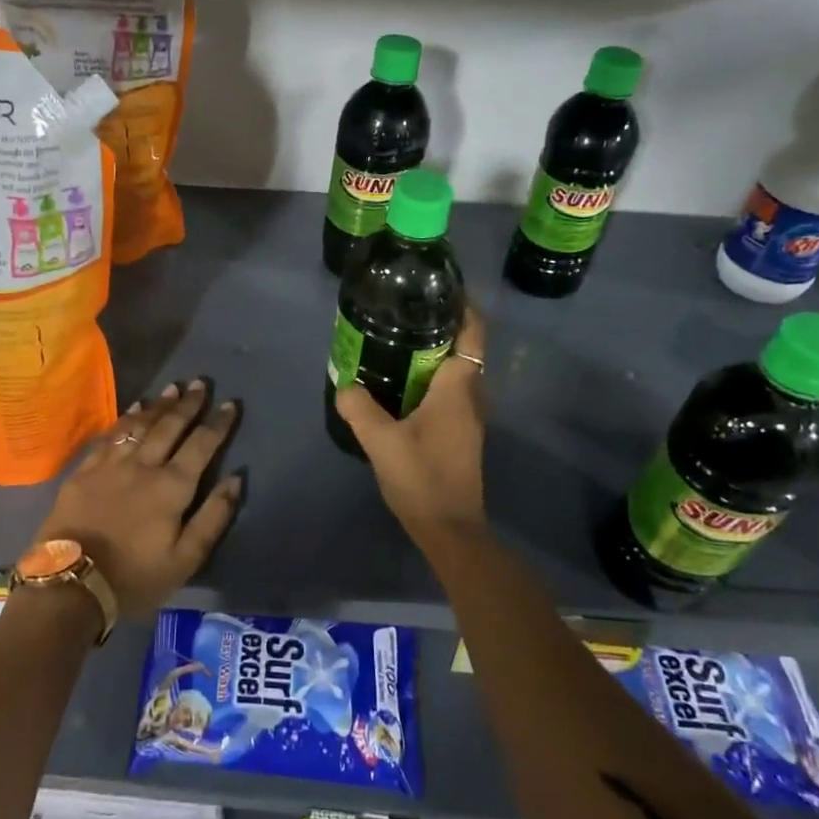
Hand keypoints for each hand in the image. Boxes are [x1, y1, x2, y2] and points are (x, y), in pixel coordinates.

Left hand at [37, 379, 243, 619]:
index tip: (231, 404)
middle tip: (200, 383)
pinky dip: (126, 418)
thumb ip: (213, 517)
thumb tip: (235, 478)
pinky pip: (111, 435)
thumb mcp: (185, 560)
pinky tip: (134, 408)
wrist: (71, 583)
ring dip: (159, 405)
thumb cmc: (135, 577)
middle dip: (189, 404)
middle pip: (170, 426)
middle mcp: (144, 465)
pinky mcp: (86, 471)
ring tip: (173, 388)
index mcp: (172, 487)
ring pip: (140, 424)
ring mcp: (111, 465)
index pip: (202, 445)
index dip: (218, 423)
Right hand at [334, 305, 487, 544]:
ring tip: (397, 344)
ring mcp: (469, 417)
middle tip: (403, 314)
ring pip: (457, 372)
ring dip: (434, 355)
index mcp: (457, 388)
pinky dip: (432, 380)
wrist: (450, 530)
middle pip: (463, 349)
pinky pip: (450, 393)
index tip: (440, 289)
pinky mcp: (461, 434)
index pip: (472, 333)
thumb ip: (360, 408)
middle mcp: (471, 396)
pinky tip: (402, 387)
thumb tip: (346, 383)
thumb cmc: (422, 478)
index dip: (463, 306)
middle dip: (439, 327)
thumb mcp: (381, 441)